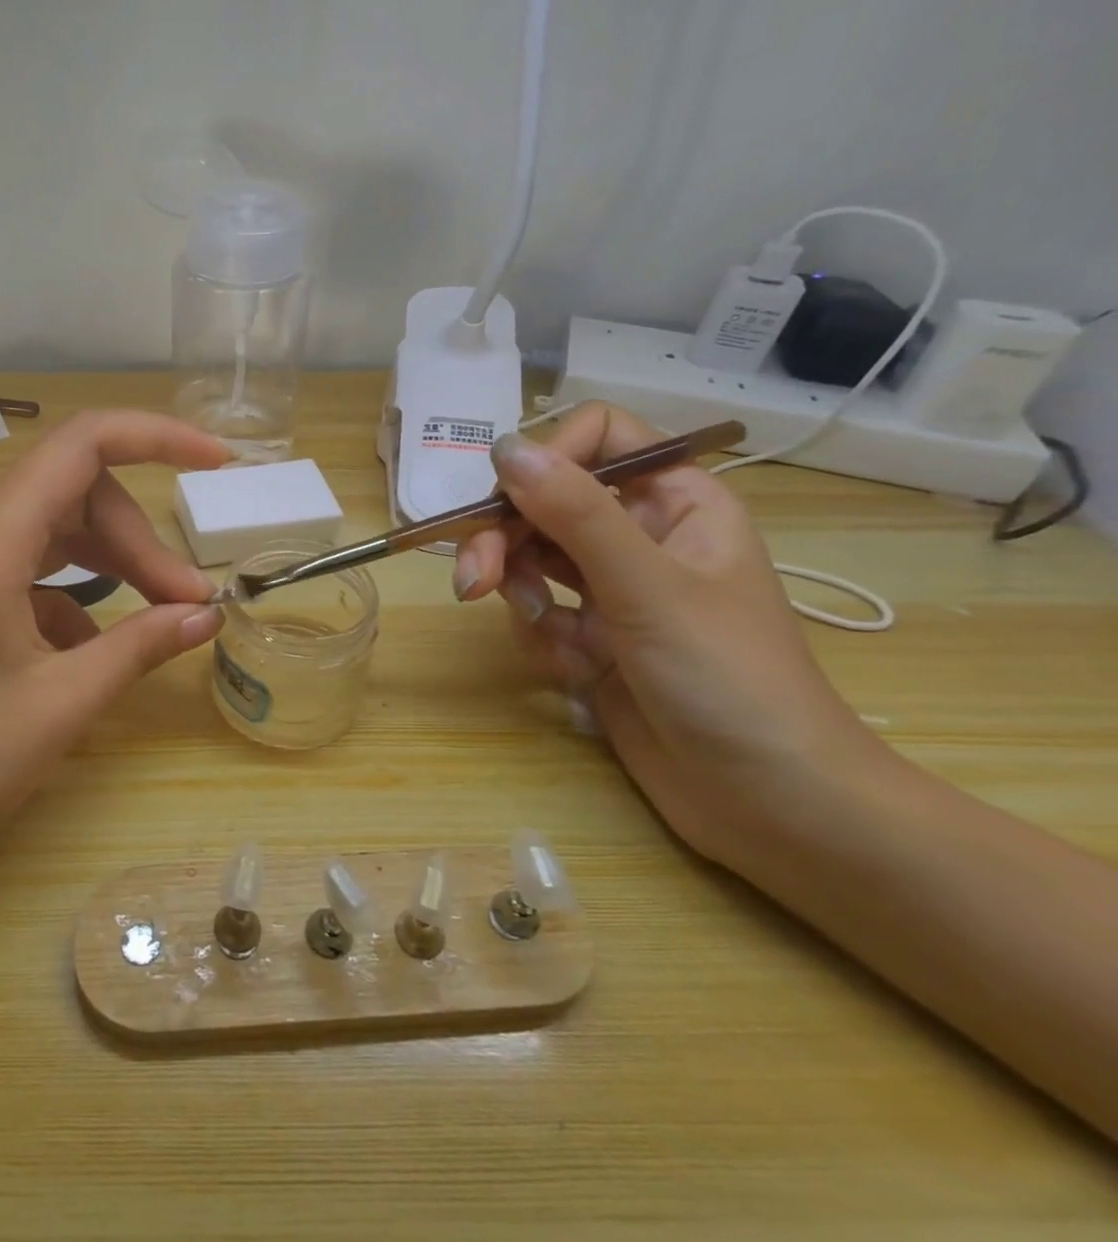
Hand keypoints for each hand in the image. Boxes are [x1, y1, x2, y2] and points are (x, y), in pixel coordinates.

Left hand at [0, 410, 228, 899]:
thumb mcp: (61, 705)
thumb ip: (141, 646)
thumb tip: (207, 614)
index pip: (80, 446)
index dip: (155, 437)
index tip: (217, 462)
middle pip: (72, 495)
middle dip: (137, 539)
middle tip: (188, 600)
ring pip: (51, 533)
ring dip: (111, 565)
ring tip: (160, 618)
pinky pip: (26, 575)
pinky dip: (72, 599)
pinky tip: (91, 654)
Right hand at [453, 401, 876, 866]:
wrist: (767, 802)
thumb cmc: (728, 679)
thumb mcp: (647, 587)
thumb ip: (574, 513)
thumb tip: (504, 446)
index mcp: (676, 502)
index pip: (598, 439)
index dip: (547, 459)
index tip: (506, 502)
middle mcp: (641, 536)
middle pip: (546, 503)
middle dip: (505, 540)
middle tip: (473, 581)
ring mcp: (614, 590)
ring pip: (532, 558)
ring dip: (519, 592)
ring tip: (543, 633)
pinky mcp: (592, 638)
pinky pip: (538, 613)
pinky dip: (542, 638)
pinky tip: (575, 673)